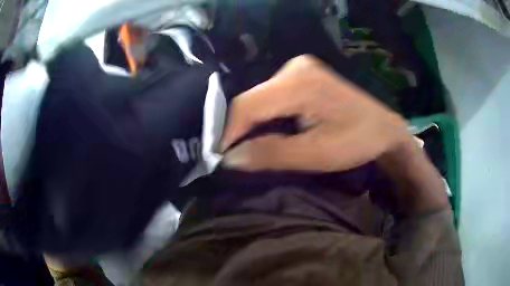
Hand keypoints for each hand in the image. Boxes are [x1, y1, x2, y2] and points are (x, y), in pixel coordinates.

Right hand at [221, 55, 411, 171]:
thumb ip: (271, 154)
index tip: (221, 158)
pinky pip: (271, 97)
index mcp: (300, 82)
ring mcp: (298, 69)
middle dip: (240, 131)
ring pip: (259, 99)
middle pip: (252, 100)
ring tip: (250, 148)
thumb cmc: (357, 142)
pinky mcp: (302, 75)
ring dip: (252, 125)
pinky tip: (268, 132)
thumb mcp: (316, 154)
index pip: (248, 105)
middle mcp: (294, 68)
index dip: (229, 132)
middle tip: (236, 157)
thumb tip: (230, 159)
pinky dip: (265, 117)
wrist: (384, 129)